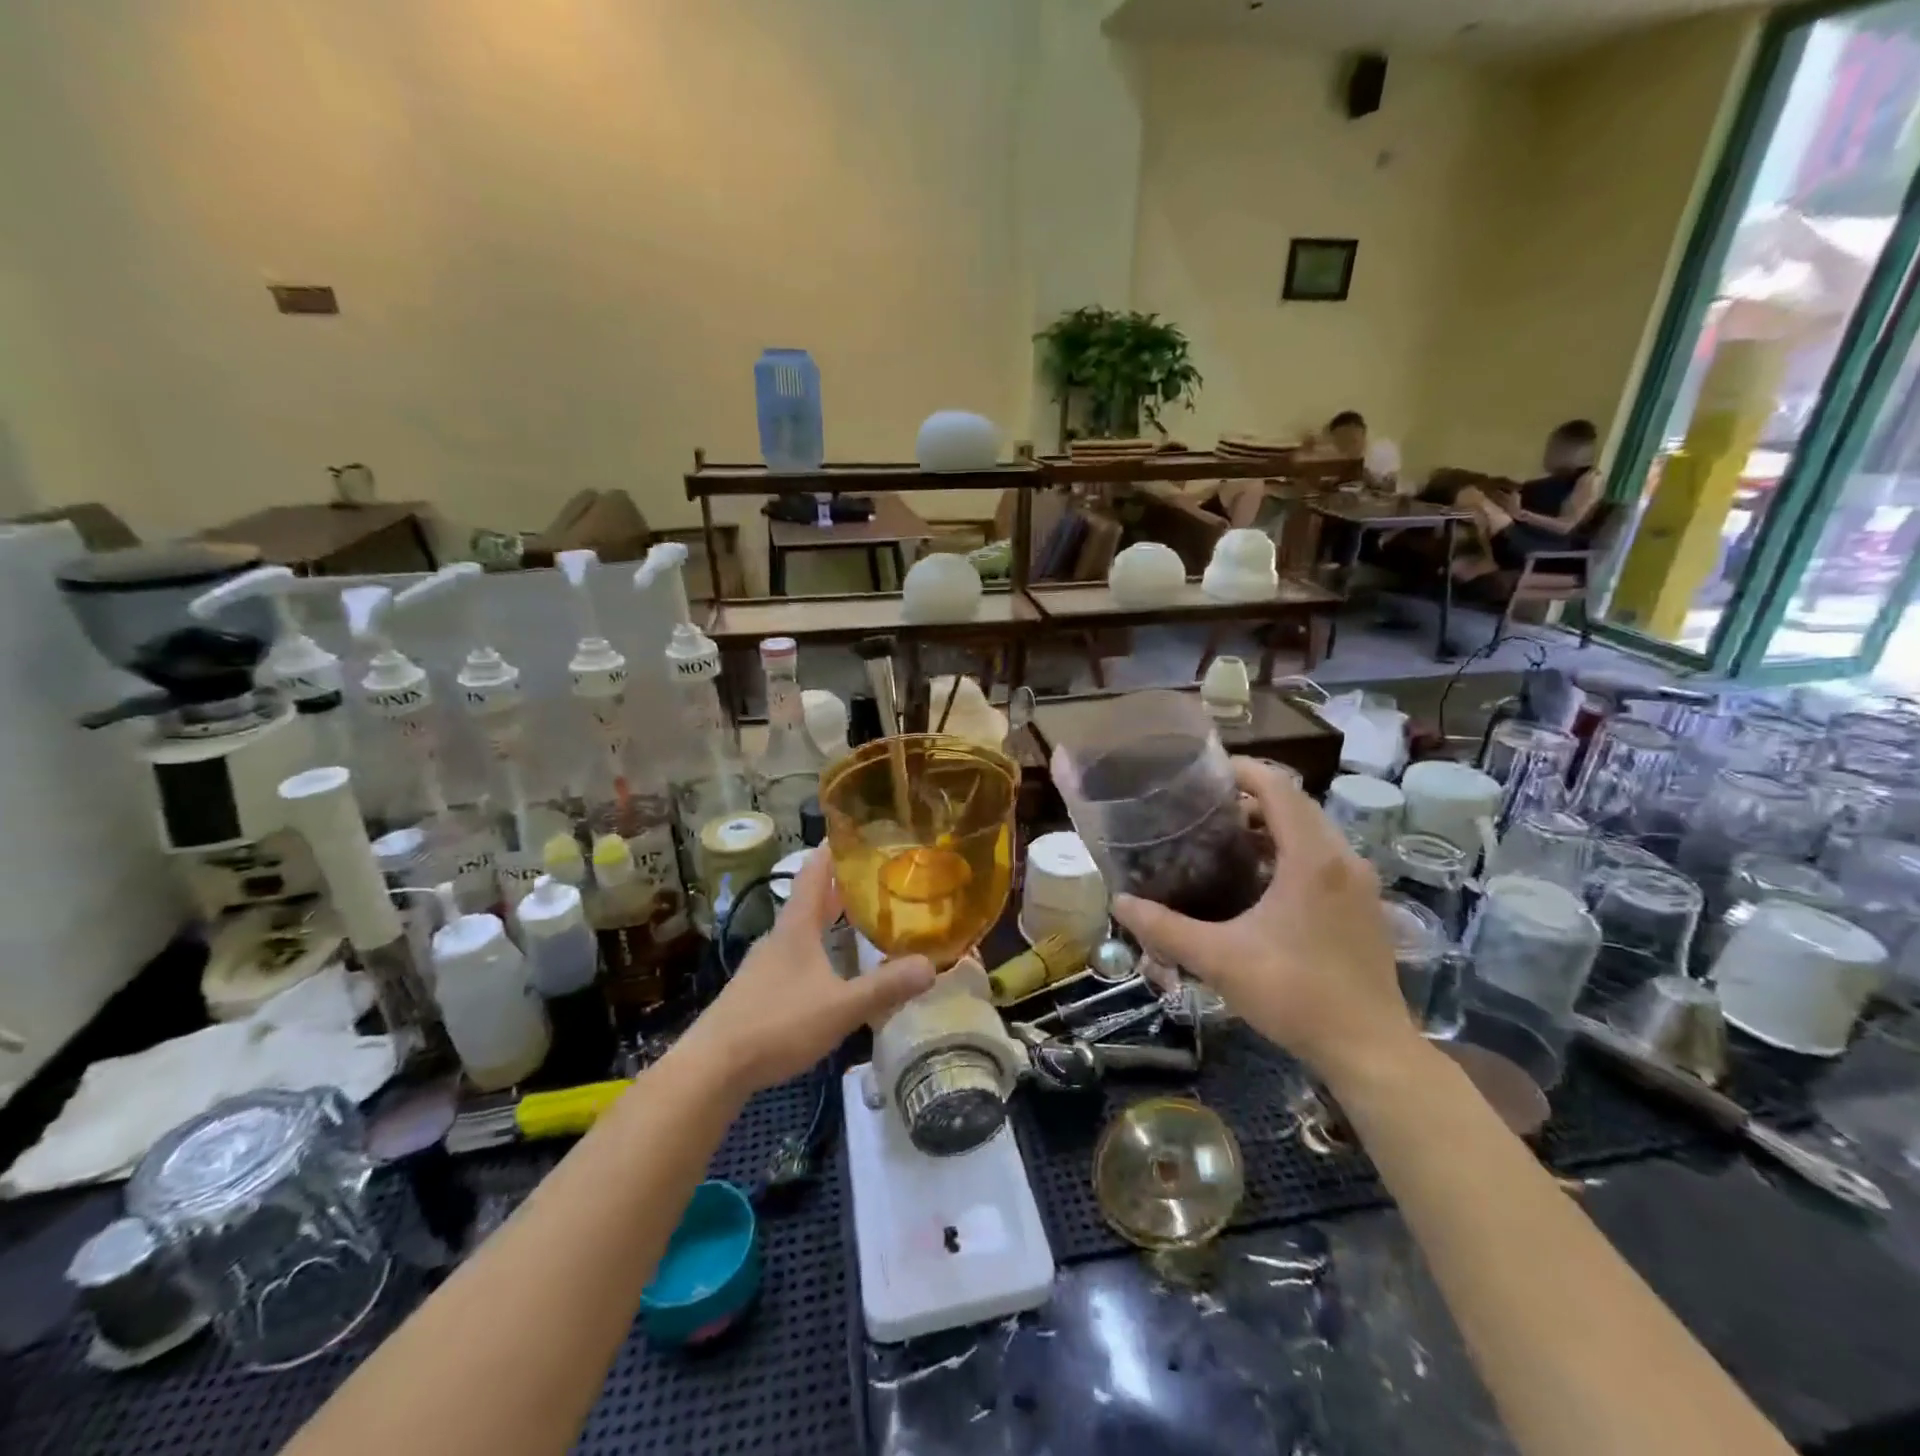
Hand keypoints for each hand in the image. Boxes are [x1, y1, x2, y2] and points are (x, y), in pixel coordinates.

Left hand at [678, 850, 934, 1095]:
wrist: (713, 1067)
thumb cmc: (778, 1024)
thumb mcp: (840, 1007)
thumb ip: (885, 987)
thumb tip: (931, 966)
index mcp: (796, 928)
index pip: (814, 873)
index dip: (831, 850)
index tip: (853, 831)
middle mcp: (778, 937)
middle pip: (809, 900)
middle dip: (838, 885)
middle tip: (872, 874)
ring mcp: (763, 964)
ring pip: (801, 930)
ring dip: (826, 919)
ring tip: (857, 918)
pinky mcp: (757, 990)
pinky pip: (793, 956)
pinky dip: (816, 948)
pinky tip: (829, 969)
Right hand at [1111, 759, 1414, 1083]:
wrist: (1370, 1050)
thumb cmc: (1295, 994)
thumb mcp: (1219, 959)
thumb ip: (1165, 928)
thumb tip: (1120, 903)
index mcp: (1312, 858)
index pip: (1279, 787)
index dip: (1242, 770)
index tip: (1204, 772)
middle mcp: (1343, 859)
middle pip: (1296, 804)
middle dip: (1251, 798)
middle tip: (1205, 810)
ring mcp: (1360, 883)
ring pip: (1313, 832)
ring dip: (1272, 827)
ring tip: (1226, 841)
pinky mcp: (1365, 906)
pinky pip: (1325, 857)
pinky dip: (1291, 851)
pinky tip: (1260, 883)